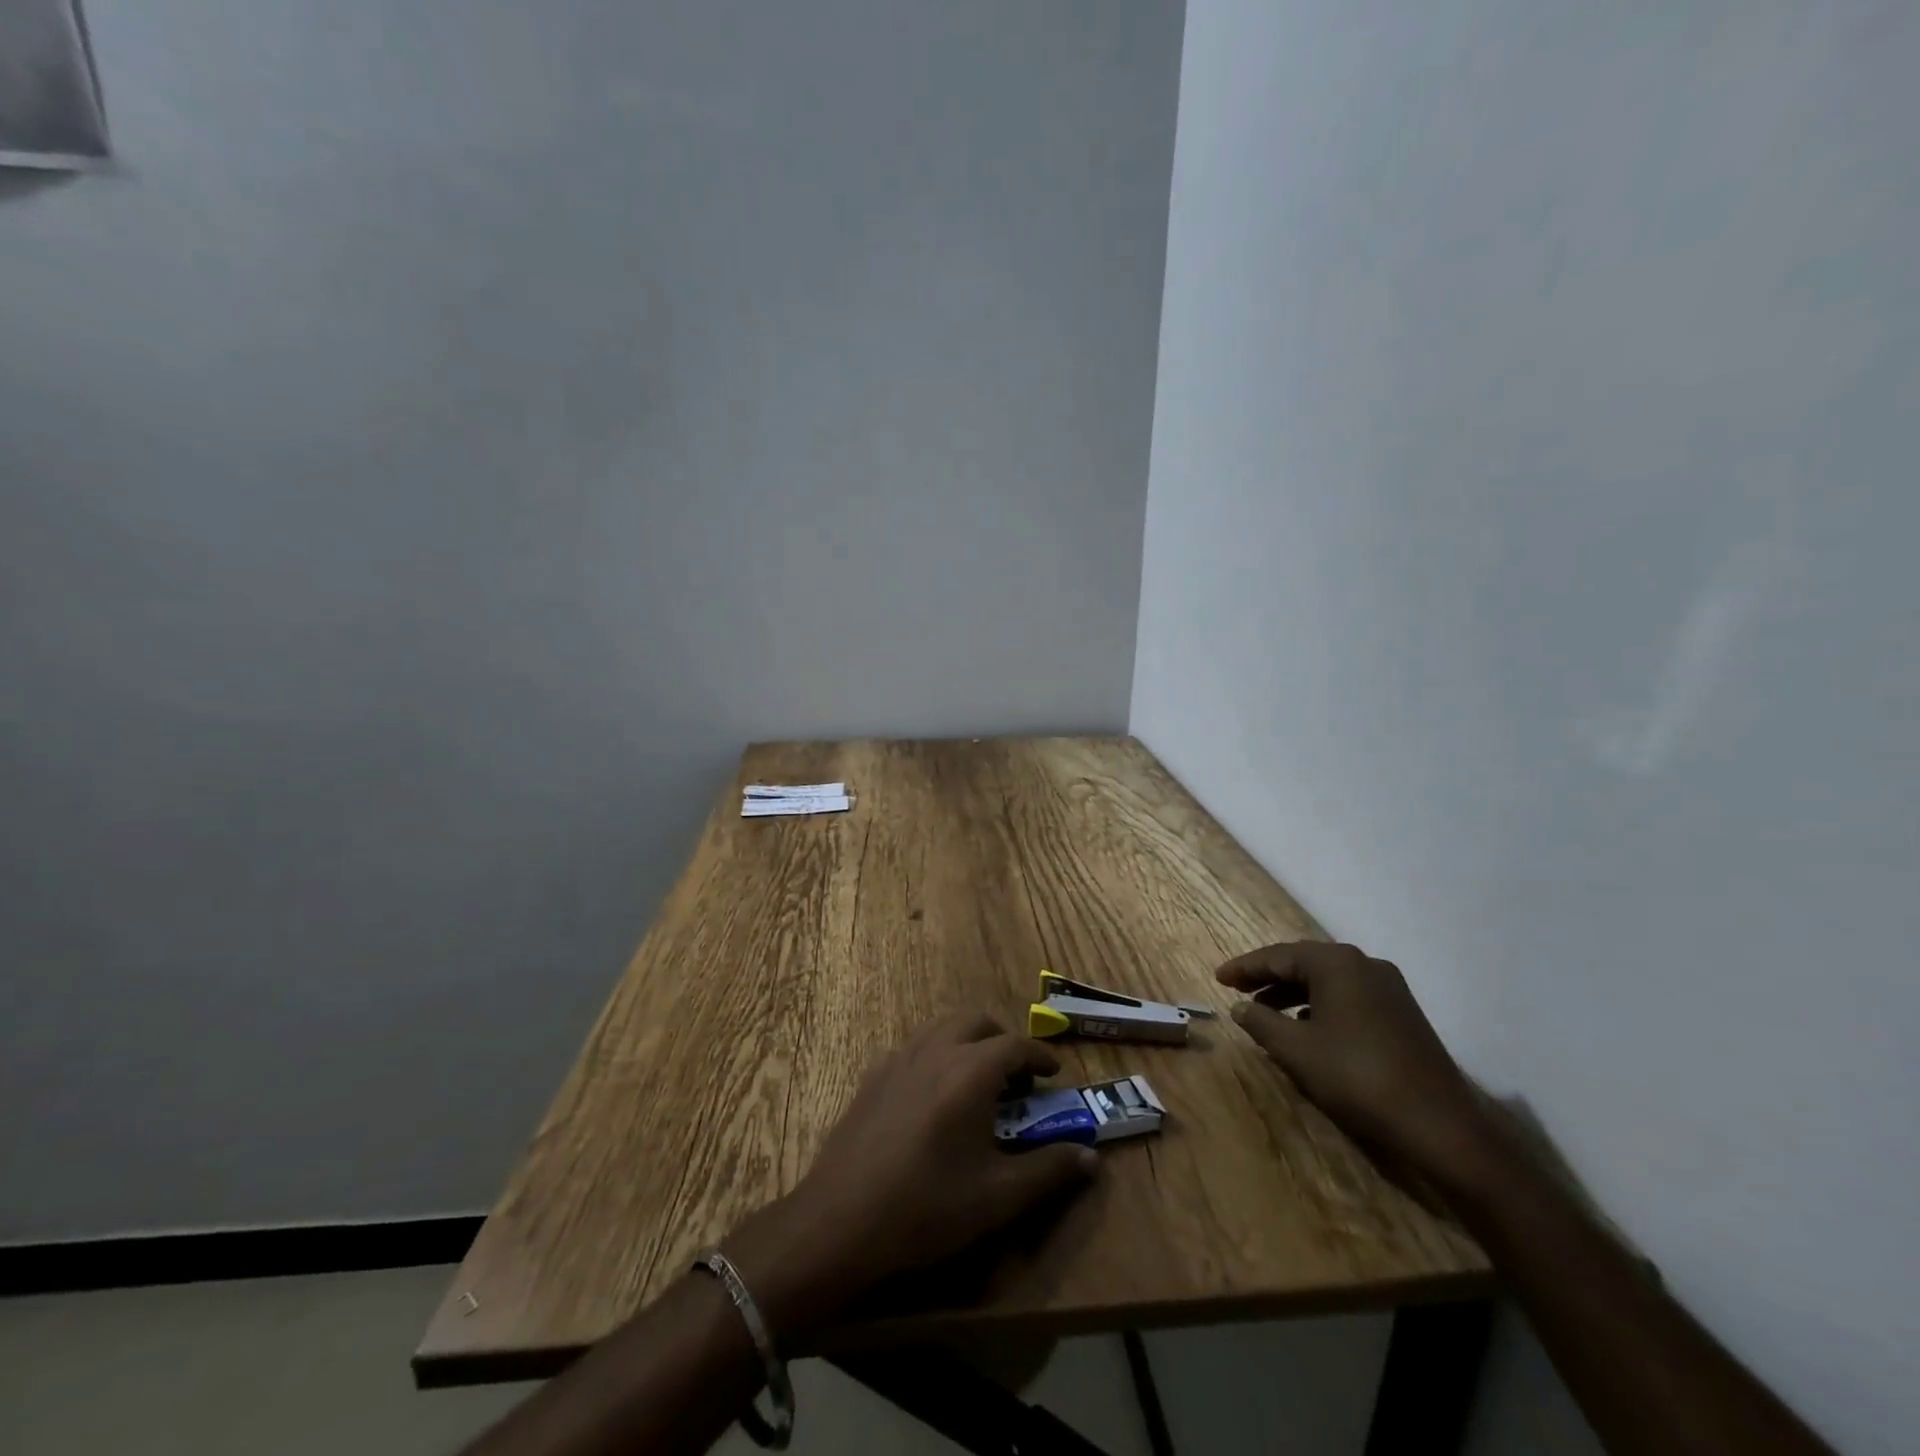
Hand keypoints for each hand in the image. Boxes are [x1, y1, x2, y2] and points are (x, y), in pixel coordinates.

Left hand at [723, 1013, 1099, 1339]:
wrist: (842, 1219)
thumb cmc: (928, 1206)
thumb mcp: (999, 1197)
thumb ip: (1050, 1171)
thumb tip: (1090, 1157)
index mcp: (972, 1070)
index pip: (1016, 1044)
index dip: (1041, 1055)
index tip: (1054, 1072)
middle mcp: (937, 1049)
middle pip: (977, 1021)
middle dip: (1002, 1040)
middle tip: (1016, 1076)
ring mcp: (899, 1058)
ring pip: (942, 1029)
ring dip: (967, 1043)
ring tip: (977, 1083)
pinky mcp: (872, 1076)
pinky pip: (914, 1049)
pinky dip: (935, 1057)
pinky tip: (932, 1099)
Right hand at [1218, 942, 1491, 1176]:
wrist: (1439, 1125)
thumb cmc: (1357, 1077)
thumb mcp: (1297, 1050)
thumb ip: (1261, 1022)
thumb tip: (1239, 1007)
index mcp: (1337, 963)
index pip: (1278, 956)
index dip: (1244, 967)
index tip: (1218, 978)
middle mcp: (1364, 964)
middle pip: (1304, 963)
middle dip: (1268, 977)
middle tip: (1237, 990)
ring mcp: (1389, 987)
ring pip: (1328, 980)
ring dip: (1294, 993)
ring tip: (1266, 1012)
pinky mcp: (1402, 1012)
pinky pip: (1349, 996)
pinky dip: (1320, 1005)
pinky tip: (1307, 1028)